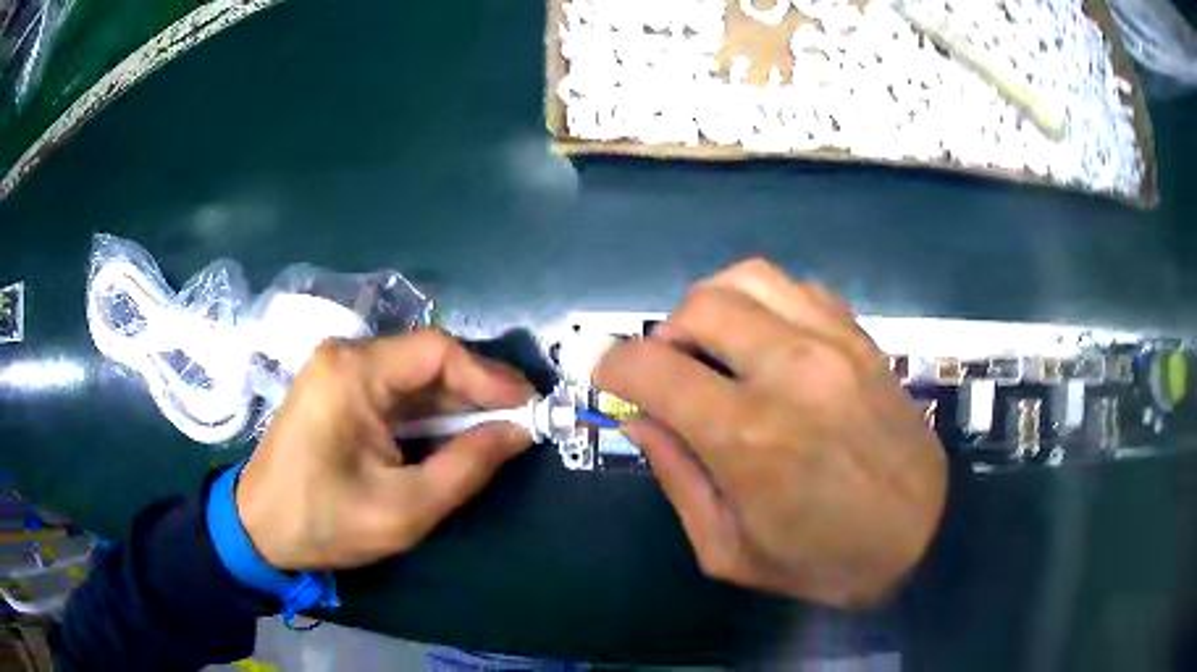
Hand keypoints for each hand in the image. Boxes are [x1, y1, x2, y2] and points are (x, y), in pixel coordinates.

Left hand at [237, 331, 534, 569]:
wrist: (259, 529)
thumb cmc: (325, 521)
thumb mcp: (405, 508)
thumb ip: (467, 467)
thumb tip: (519, 432)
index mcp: (353, 373)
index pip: (436, 351)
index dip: (489, 376)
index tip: (528, 407)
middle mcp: (345, 356)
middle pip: (426, 360)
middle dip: (477, 391)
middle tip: (521, 421)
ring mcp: (337, 371)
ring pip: (413, 376)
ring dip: (456, 403)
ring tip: (497, 431)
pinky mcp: (337, 390)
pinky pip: (394, 392)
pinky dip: (429, 413)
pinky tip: (454, 434)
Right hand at [595, 260, 946, 607]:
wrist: (922, 538)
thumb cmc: (822, 560)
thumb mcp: (727, 548)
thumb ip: (676, 475)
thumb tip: (639, 416)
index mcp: (747, 434)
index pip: (650, 365)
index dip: (614, 369)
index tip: (613, 384)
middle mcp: (788, 369)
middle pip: (698, 305)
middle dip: (663, 334)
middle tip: (668, 373)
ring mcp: (832, 342)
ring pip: (747, 277)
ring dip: (712, 305)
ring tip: (714, 346)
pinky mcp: (860, 337)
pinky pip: (798, 287)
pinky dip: (764, 301)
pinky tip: (766, 339)